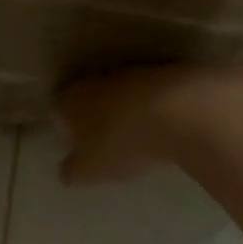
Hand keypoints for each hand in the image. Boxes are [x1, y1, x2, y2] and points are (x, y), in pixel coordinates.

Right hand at [56, 65, 242, 184]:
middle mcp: (95, 80)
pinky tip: (166, 127)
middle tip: (106, 143)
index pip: (57, 112)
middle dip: (94, 118)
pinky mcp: (165, 72)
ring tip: (140, 136)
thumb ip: (72, 171)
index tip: (77, 148)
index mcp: (70, 100)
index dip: (65, 130)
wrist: (184, 112)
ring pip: (120, 93)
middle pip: (88, 99)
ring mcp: (132, 72)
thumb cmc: (124, 142)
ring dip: (125, 110)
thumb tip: (67, 171)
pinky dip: (154, 107)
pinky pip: (151, 93)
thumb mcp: (90, 170)